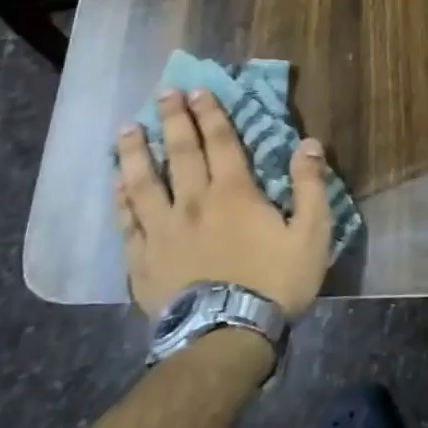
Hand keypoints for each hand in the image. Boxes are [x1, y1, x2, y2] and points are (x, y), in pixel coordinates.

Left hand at [115, 90, 331, 319]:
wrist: (225, 336)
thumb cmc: (274, 283)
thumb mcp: (312, 234)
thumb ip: (310, 186)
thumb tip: (309, 144)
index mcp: (234, 193)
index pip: (220, 142)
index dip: (210, 114)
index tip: (198, 90)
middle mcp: (193, 202)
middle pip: (180, 153)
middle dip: (173, 120)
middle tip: (163, 94)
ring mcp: (162, 230)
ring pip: (144, 182)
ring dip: (136, 152)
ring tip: (127, 130)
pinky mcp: (142, 260)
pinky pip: (127, 221)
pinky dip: (121, 199)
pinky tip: (116, 184)